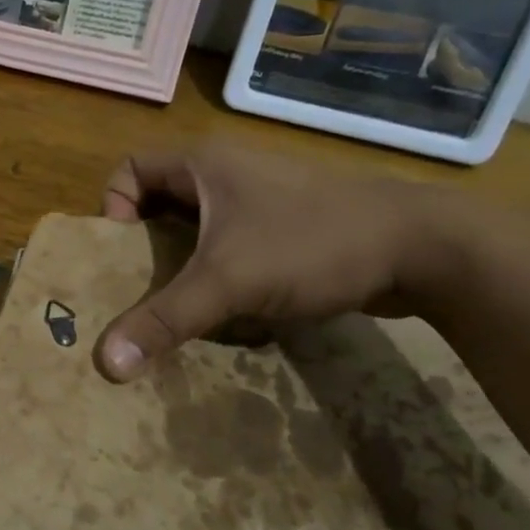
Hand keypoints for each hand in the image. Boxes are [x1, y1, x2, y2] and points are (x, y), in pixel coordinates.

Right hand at [97, 141, 457, 380]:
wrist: (424, 248)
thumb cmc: (313, 244)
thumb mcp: (229, 282)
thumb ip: (164, 320)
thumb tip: (105, 364)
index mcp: (203, 165)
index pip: (129, 170)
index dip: (112, 207)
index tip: (122, 252)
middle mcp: (226, 175)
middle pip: (158, 205)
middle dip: (143, 249)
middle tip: (135, 292)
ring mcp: (259, 201)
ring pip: (196, 231)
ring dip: (181, 268)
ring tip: (176, 308)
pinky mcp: (285, 230)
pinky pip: (229, 248)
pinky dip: (217, 276)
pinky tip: (225, 311)